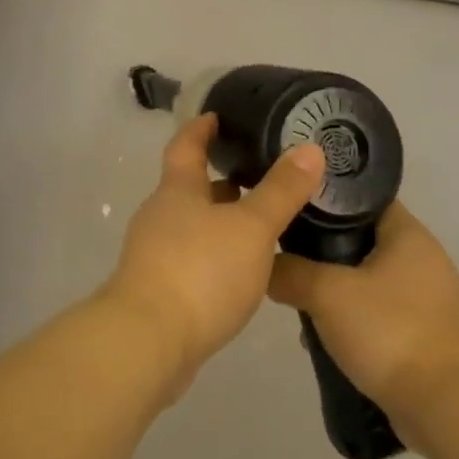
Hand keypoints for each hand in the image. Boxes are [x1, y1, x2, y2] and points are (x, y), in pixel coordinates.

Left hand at [101, 114, 325, 396]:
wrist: (148, 341)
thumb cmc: (200, 271)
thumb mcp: (251, 227)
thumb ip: (281, 191)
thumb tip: (310, 148)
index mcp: (177, 190)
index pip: (186, 146)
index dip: (201, 129)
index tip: (216, 117)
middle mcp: (160, 216)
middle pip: (189, 188)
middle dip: (219, 181)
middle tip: (257, 176)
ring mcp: (154, 254)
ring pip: (191, 226)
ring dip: (219, 222)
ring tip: (258, 226)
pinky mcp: (157, 291)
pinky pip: (190, 260)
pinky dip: (213, 256)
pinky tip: (239, 273)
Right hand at [267, 201, 458, 445]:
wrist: (444, 409)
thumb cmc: (389, 332)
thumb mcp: (327, 294)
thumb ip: (290, 272)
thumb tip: (265, 266)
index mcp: (409, 234)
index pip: (362, 198)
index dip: (326, 198)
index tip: (291, 207)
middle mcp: (424, 258)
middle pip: (363, 238)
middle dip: (324, 250)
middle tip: (289, 257)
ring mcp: (429, 298)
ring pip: (369, 278)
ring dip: (338, 289)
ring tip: (302, 302)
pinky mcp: (428, 333)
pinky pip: (382, 311)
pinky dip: (356, 318)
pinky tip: (329, 337)